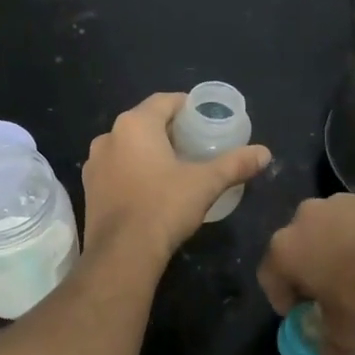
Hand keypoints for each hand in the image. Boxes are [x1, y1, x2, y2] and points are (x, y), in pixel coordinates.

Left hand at [82, 94, 270, 262]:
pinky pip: (116, 169)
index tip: (206, 119)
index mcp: (134, 124)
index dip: (187, 106)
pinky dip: (134, 171)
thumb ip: (235, 164)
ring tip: (175, 166)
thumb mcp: (206, 183)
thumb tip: (265, 153)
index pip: (164, 101)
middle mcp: (109, 136)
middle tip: (196, 144)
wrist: (122, 254)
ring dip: (149, 151)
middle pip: (145, 122)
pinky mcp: (89, 188)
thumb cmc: (164, 207)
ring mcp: (94, 163)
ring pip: (128, 146)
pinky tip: (151, 188)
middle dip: (170, 130)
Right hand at [258, 193, 354, 354]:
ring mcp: (340, 202)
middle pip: (298, 248)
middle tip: (332, 295)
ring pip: (330, 230)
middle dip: (310, 270)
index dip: (282, 300)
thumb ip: (331, 353)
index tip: (302, 315)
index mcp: (285, 250)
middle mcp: (304, 218)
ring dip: (339, 250)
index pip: (269, 277)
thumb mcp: (346, 336)